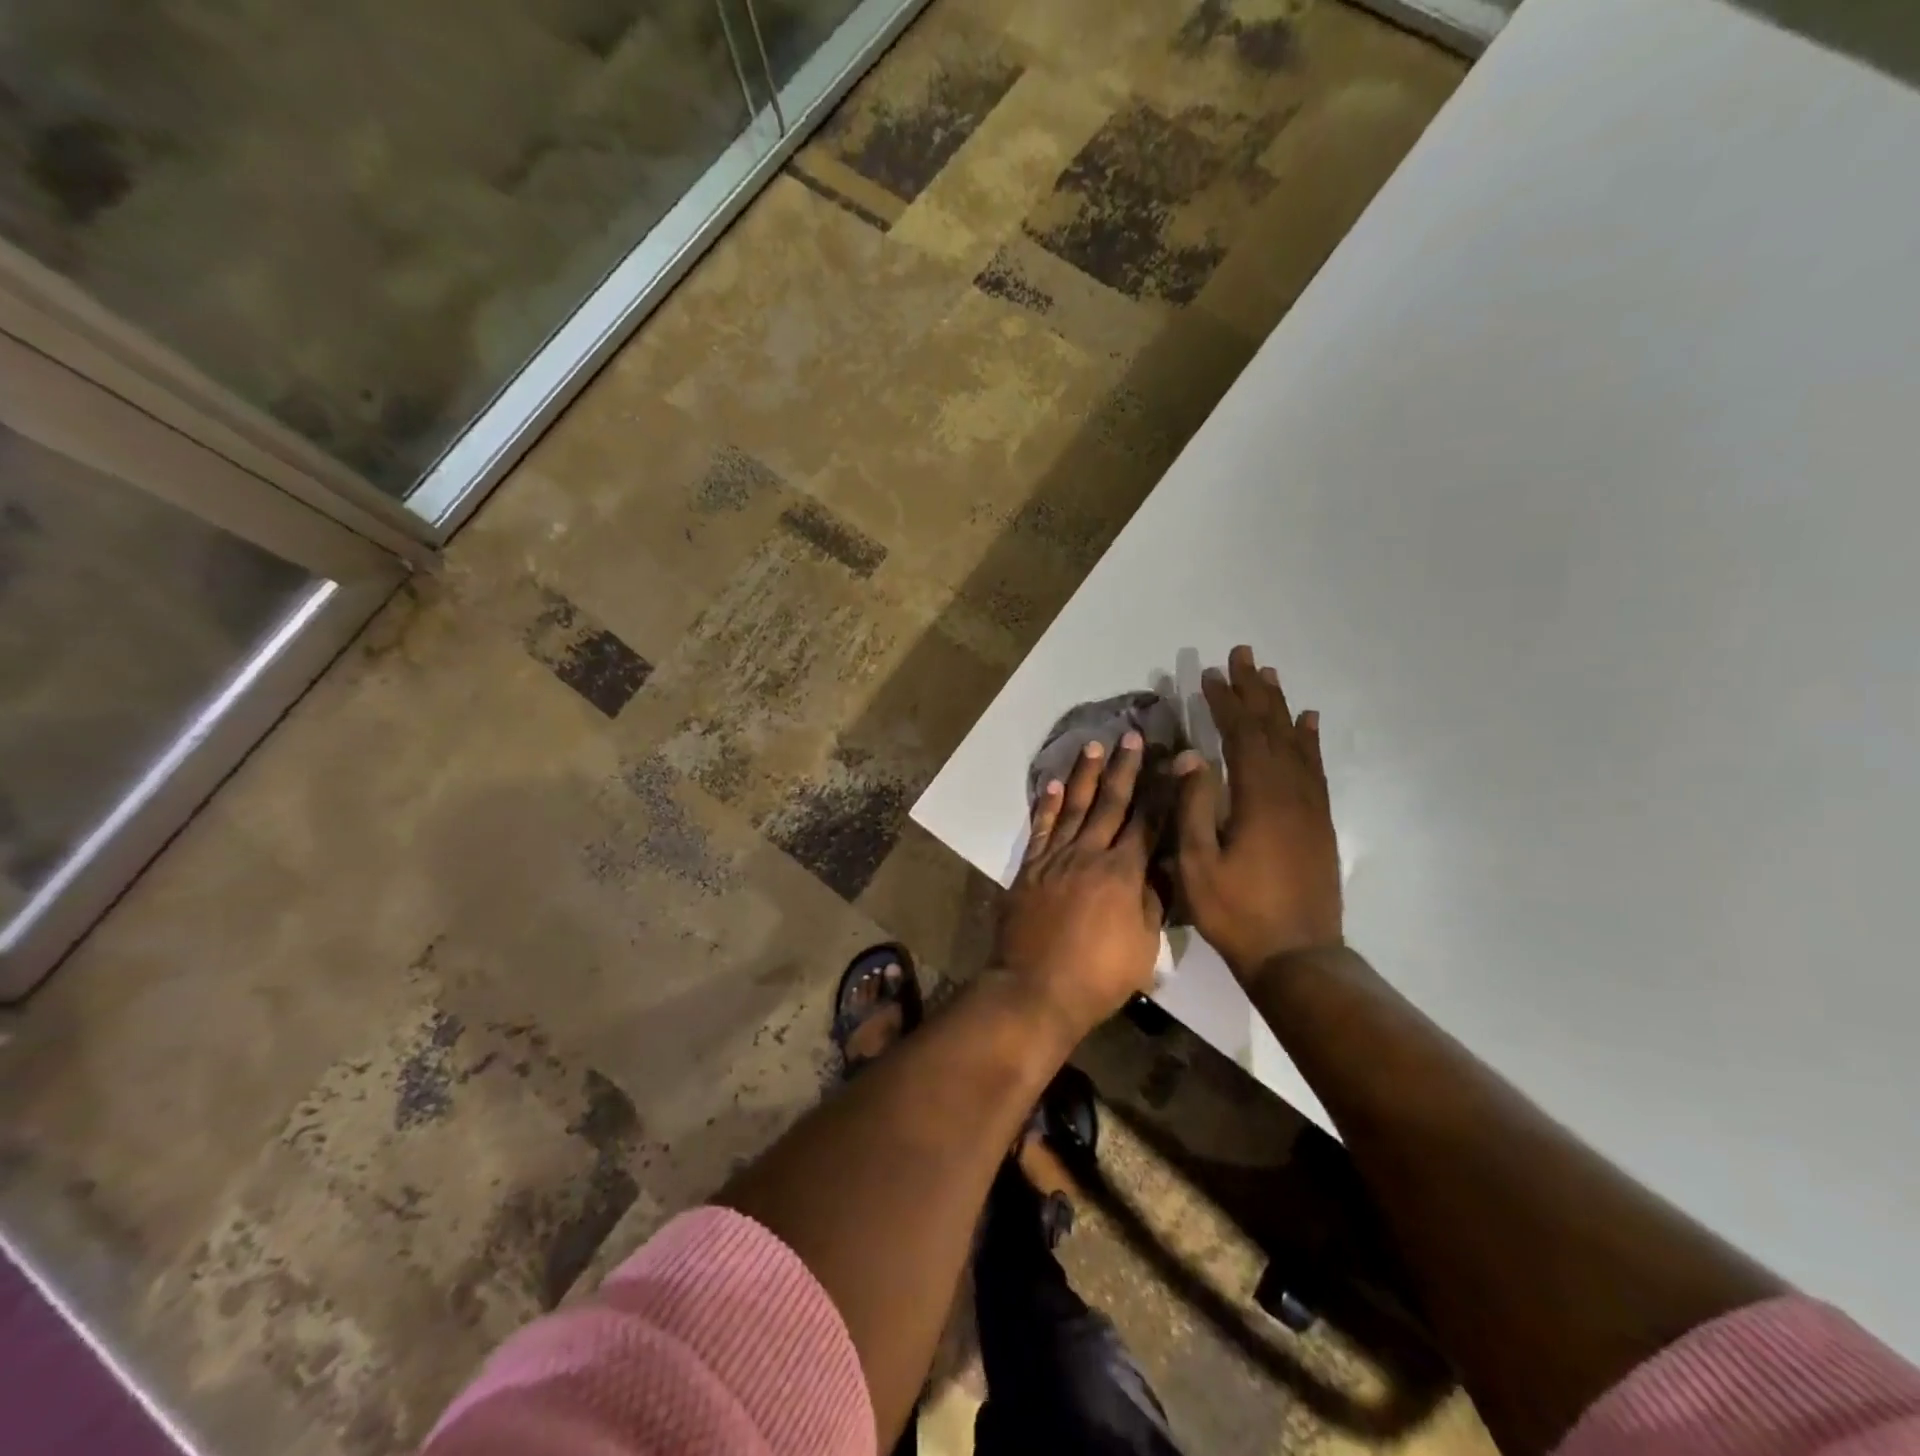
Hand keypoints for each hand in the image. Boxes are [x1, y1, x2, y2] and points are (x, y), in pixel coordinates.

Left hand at [996, 731, 1163, 1038]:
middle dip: (1125, 768)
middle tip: (1133, 736)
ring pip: (1076, 807)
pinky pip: (1041, 828)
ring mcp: (1056, 858)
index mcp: (1123, 873)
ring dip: (1087, 775)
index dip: (1162, 790)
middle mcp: (1090, 854)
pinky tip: (1055, 784)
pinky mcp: (1030, 867)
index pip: (1148, 822)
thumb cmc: (1098, 976)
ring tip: (1096, 745)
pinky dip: (1048, 804)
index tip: (1173, 760)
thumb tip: (1160, 870)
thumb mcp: (1143, 947)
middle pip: (1112, 803)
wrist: (1035, 988)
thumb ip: (1152, 903)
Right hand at [1174, 646, 1342, 980]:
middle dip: (1255, 691)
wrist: (1297, 956)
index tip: (1210, 674)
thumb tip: (1191, 754)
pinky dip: (1309, 740)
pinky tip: (1308, 723)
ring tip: (1271, 677)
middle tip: (1244, 655)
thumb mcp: (1199, 863)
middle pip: (1272, 728)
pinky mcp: (1319, 822)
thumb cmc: (1238, 911)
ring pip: (1296, 743)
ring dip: (1281, 707)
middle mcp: (1290, 791)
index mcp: (1259, 797)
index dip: (1225, 702)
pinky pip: (1316, 768)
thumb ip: (1194, 805)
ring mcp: (1310, 806)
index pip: (1241, 735)